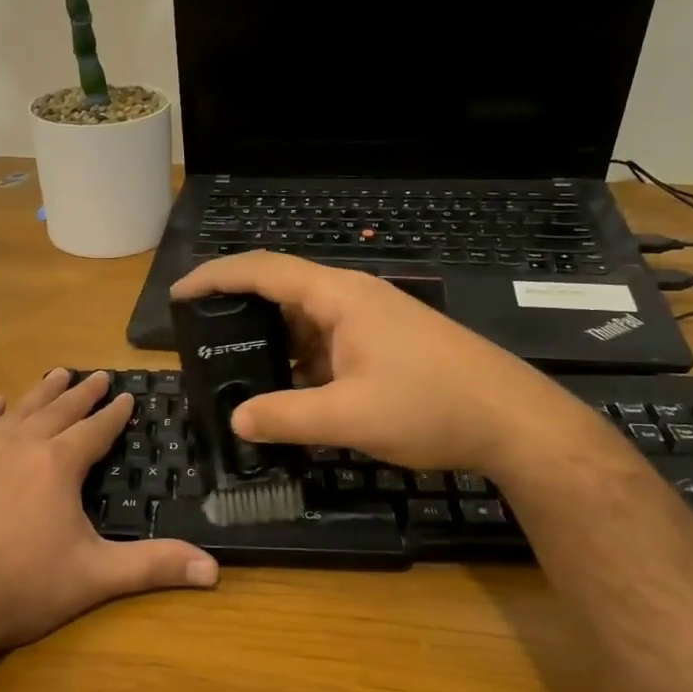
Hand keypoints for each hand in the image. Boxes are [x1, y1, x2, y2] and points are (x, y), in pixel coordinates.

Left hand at [0, 369, 218, 662]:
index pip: (95, 430)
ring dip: (40, 393)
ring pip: (18, 413)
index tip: (127, 395)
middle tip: (97, 376)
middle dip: (81, 394)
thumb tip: (214, 570)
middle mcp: (21, 448)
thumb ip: (154, 566)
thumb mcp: (96, 576)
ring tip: (56, 374)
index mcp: (58, 465)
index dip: (114, 413)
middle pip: (58, 411)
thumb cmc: (23, 587)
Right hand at [171, 252, 551, 471]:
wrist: (513, 421)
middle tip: (201, 341)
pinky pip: (327, 345)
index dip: (216, 276)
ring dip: (270, 342)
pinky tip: (286, 391)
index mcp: (340, 298)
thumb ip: (285, 416)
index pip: (264, 270)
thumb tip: (237, 420)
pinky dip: (299, 362)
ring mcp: (373, 322)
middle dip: (238, 311)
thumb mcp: (349, 417)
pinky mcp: (385, 346)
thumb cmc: (431, 406)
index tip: (179, 293)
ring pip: (305, 322)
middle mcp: (353, 299)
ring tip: (234, 370)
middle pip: (282, 291)